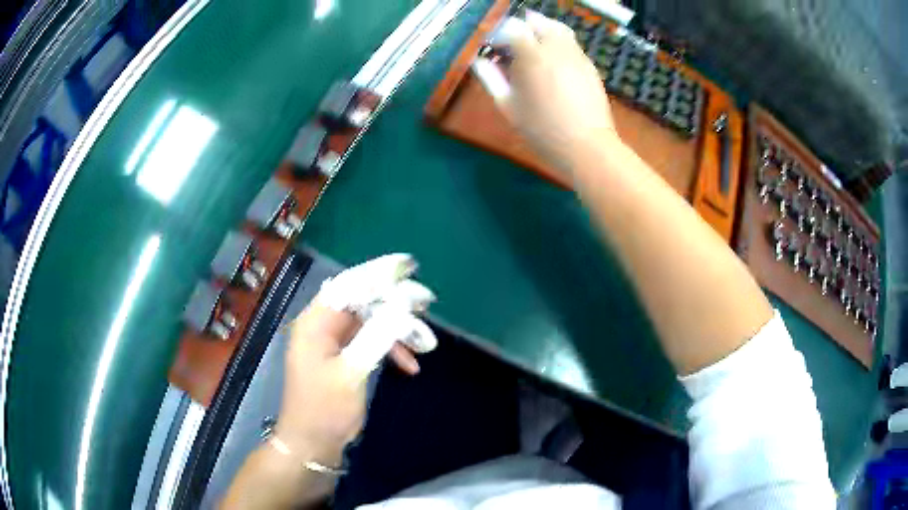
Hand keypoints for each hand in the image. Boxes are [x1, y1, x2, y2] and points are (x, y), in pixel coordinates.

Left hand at [275, 257, 432, 464]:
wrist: (312, 444)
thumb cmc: (326, 409)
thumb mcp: (353, 371)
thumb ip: (377, 333)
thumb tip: (402, 302)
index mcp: (315, 322)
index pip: (349, 284)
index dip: (380, 272)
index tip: (410, 266)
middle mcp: (321, 325)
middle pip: (361, 300)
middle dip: (395, 303)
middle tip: (427, 305)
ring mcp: (330, 342)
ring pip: (369, 322)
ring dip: (397, 330)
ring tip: (426, 343)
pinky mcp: (340, 357)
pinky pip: (368, 341)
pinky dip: (389, 348)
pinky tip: (409, 365)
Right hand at [487, 11, 617, 171]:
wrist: (586, 146)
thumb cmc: (542, 129)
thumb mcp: (508, 106)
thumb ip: (490, 78)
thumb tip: (478, 61)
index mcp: (532, 55)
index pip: (511, 28)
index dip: (498, 35)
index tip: (491, 48)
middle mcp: (556, 47)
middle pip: (536, 21)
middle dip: (520, 28)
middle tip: (510, 46)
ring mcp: (576, 54)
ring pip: (557, 28)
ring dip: (540, 31)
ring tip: (531, 48)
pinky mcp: (589, 65)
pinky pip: (570, 43)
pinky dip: (557, 43)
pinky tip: (552, 62)